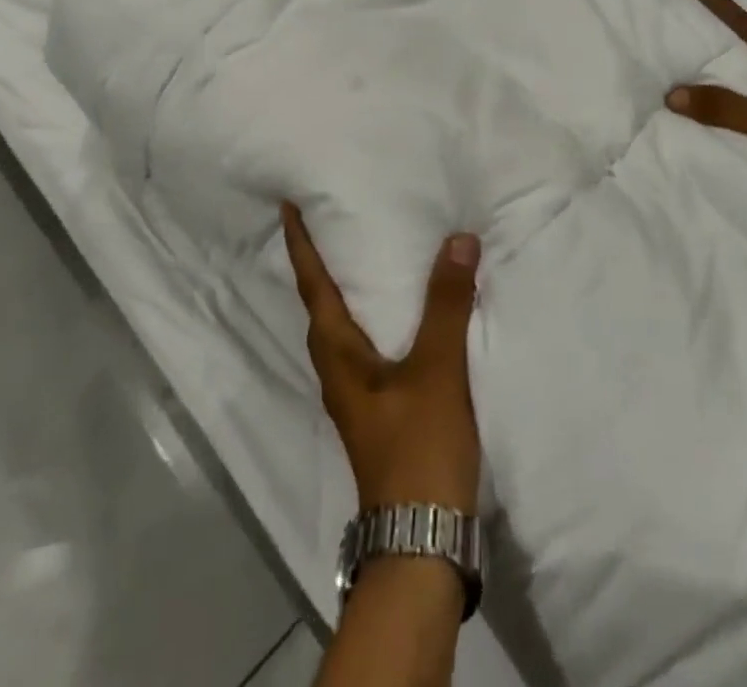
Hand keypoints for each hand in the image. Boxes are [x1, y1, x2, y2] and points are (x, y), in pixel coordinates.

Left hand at [282, 202, 482, 512]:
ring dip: (347, 290)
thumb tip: (458, 239)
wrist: (422, 539)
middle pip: (321, 305)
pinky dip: (375, 317)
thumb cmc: (418, 446)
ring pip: (344, 328)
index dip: (301, 245)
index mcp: (338, 354)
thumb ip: (447, 304)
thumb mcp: (437, 369)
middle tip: (330, 223)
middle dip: (320, 263)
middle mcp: (338, 370)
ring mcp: (357, 394)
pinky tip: (403, 315)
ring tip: (366, 257)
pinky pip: (368, 346)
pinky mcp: (380, 410)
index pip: (313, 286)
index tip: (288, 208)